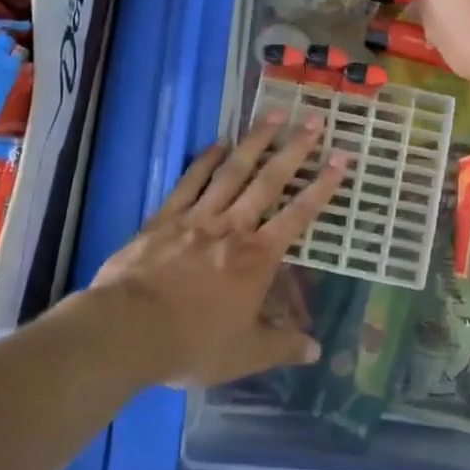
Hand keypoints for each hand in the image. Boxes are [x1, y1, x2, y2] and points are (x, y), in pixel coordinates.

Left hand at [89, 108, 346, 386]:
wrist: (128, 329)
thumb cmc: (192, 343)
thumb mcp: (244, 355)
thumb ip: (281, 347)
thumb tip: (316, 350)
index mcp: (257, 258)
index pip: (298, 215)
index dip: (322, 186)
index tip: (341, 157)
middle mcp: (232, 228)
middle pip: (269, 181)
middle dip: (294, 150)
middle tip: (313, 119)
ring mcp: (197, 217)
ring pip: (232, 172)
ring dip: (254, 142)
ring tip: (273, 114)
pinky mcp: (164, 217)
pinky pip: (190, 182)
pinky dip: (205, 161)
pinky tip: (218, 143)